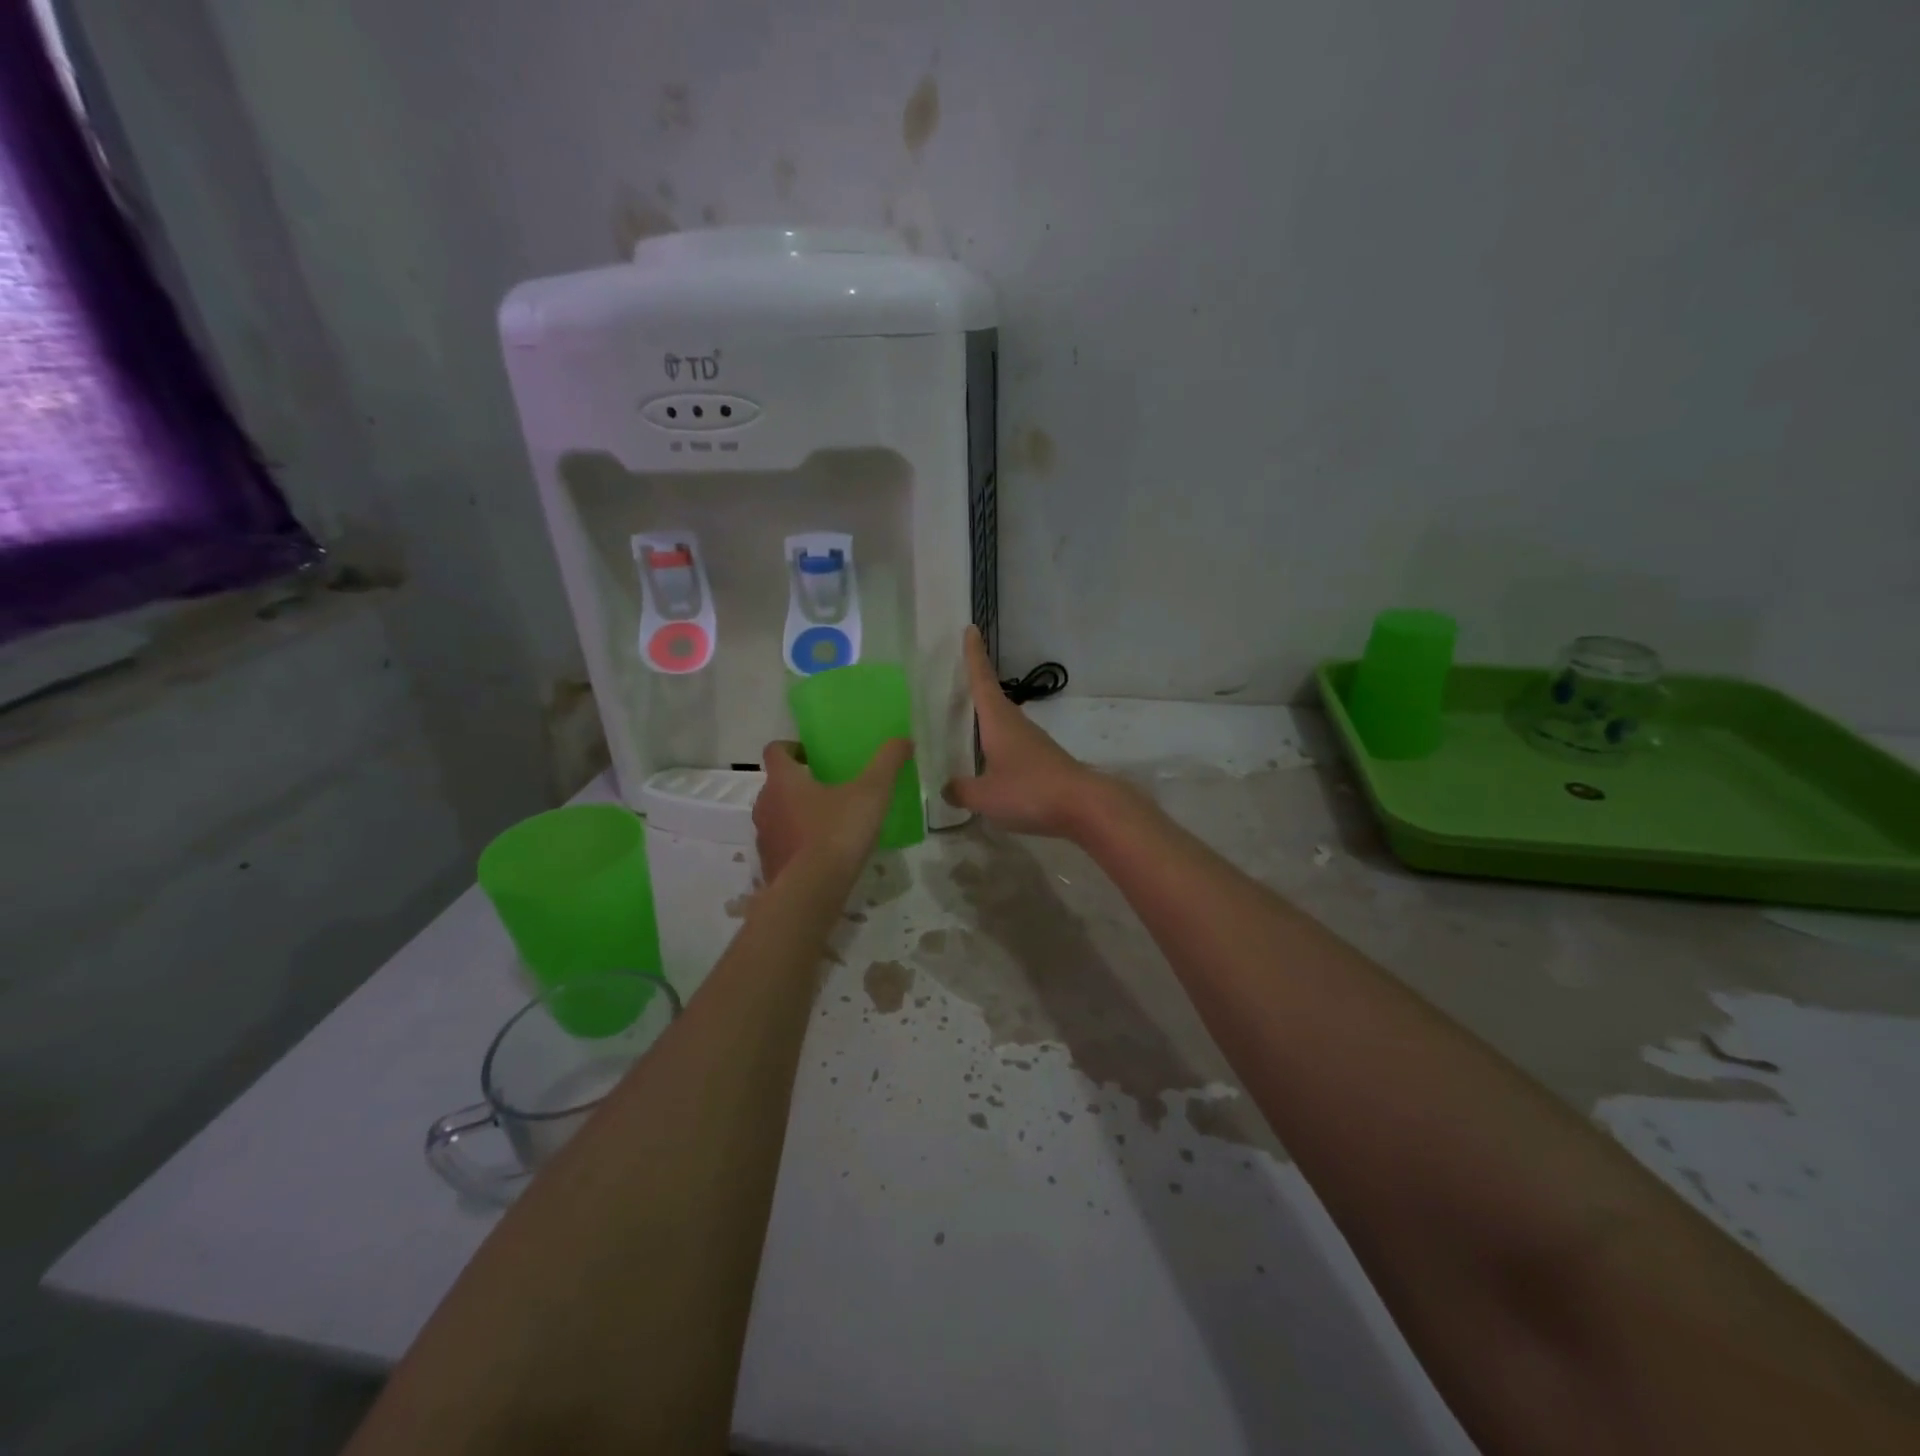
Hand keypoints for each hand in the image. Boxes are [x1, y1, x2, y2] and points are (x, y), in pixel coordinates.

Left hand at [753, 737, 913, 881]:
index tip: (812, 755)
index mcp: (784, 780)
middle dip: (799, 784)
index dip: (792, 748)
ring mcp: (764, 837)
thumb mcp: (872, 792)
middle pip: (776, 785)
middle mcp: (765, 804)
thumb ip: (887, 763)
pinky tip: (822, 855)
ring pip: (777, 816)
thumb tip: (904, 740)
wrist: (812, 891)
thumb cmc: (838, 831)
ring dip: (796, 815)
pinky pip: (782, 846)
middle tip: (829, 789)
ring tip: (828, 823)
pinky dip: (797, 844)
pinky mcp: (769, 865)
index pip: (775, 750)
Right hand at [944, 626, 1107, 837]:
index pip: (982, 681)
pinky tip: (992, 766)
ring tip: (969, 726)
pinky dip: (998, 748)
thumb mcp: (986, 796)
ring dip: (988, 721)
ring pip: (1005, 725)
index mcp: (999, 722)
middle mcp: (1017, 725)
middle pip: (994, 700)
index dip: (974, 656)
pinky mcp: (1045, 762)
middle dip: (978, 688)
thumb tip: (947, 788)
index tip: (971, 629)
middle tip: (960, 678)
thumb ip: (962, 791)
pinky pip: (1014, 747)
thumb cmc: (1030, 791)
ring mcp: (1034, 743)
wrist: (1084, 806)